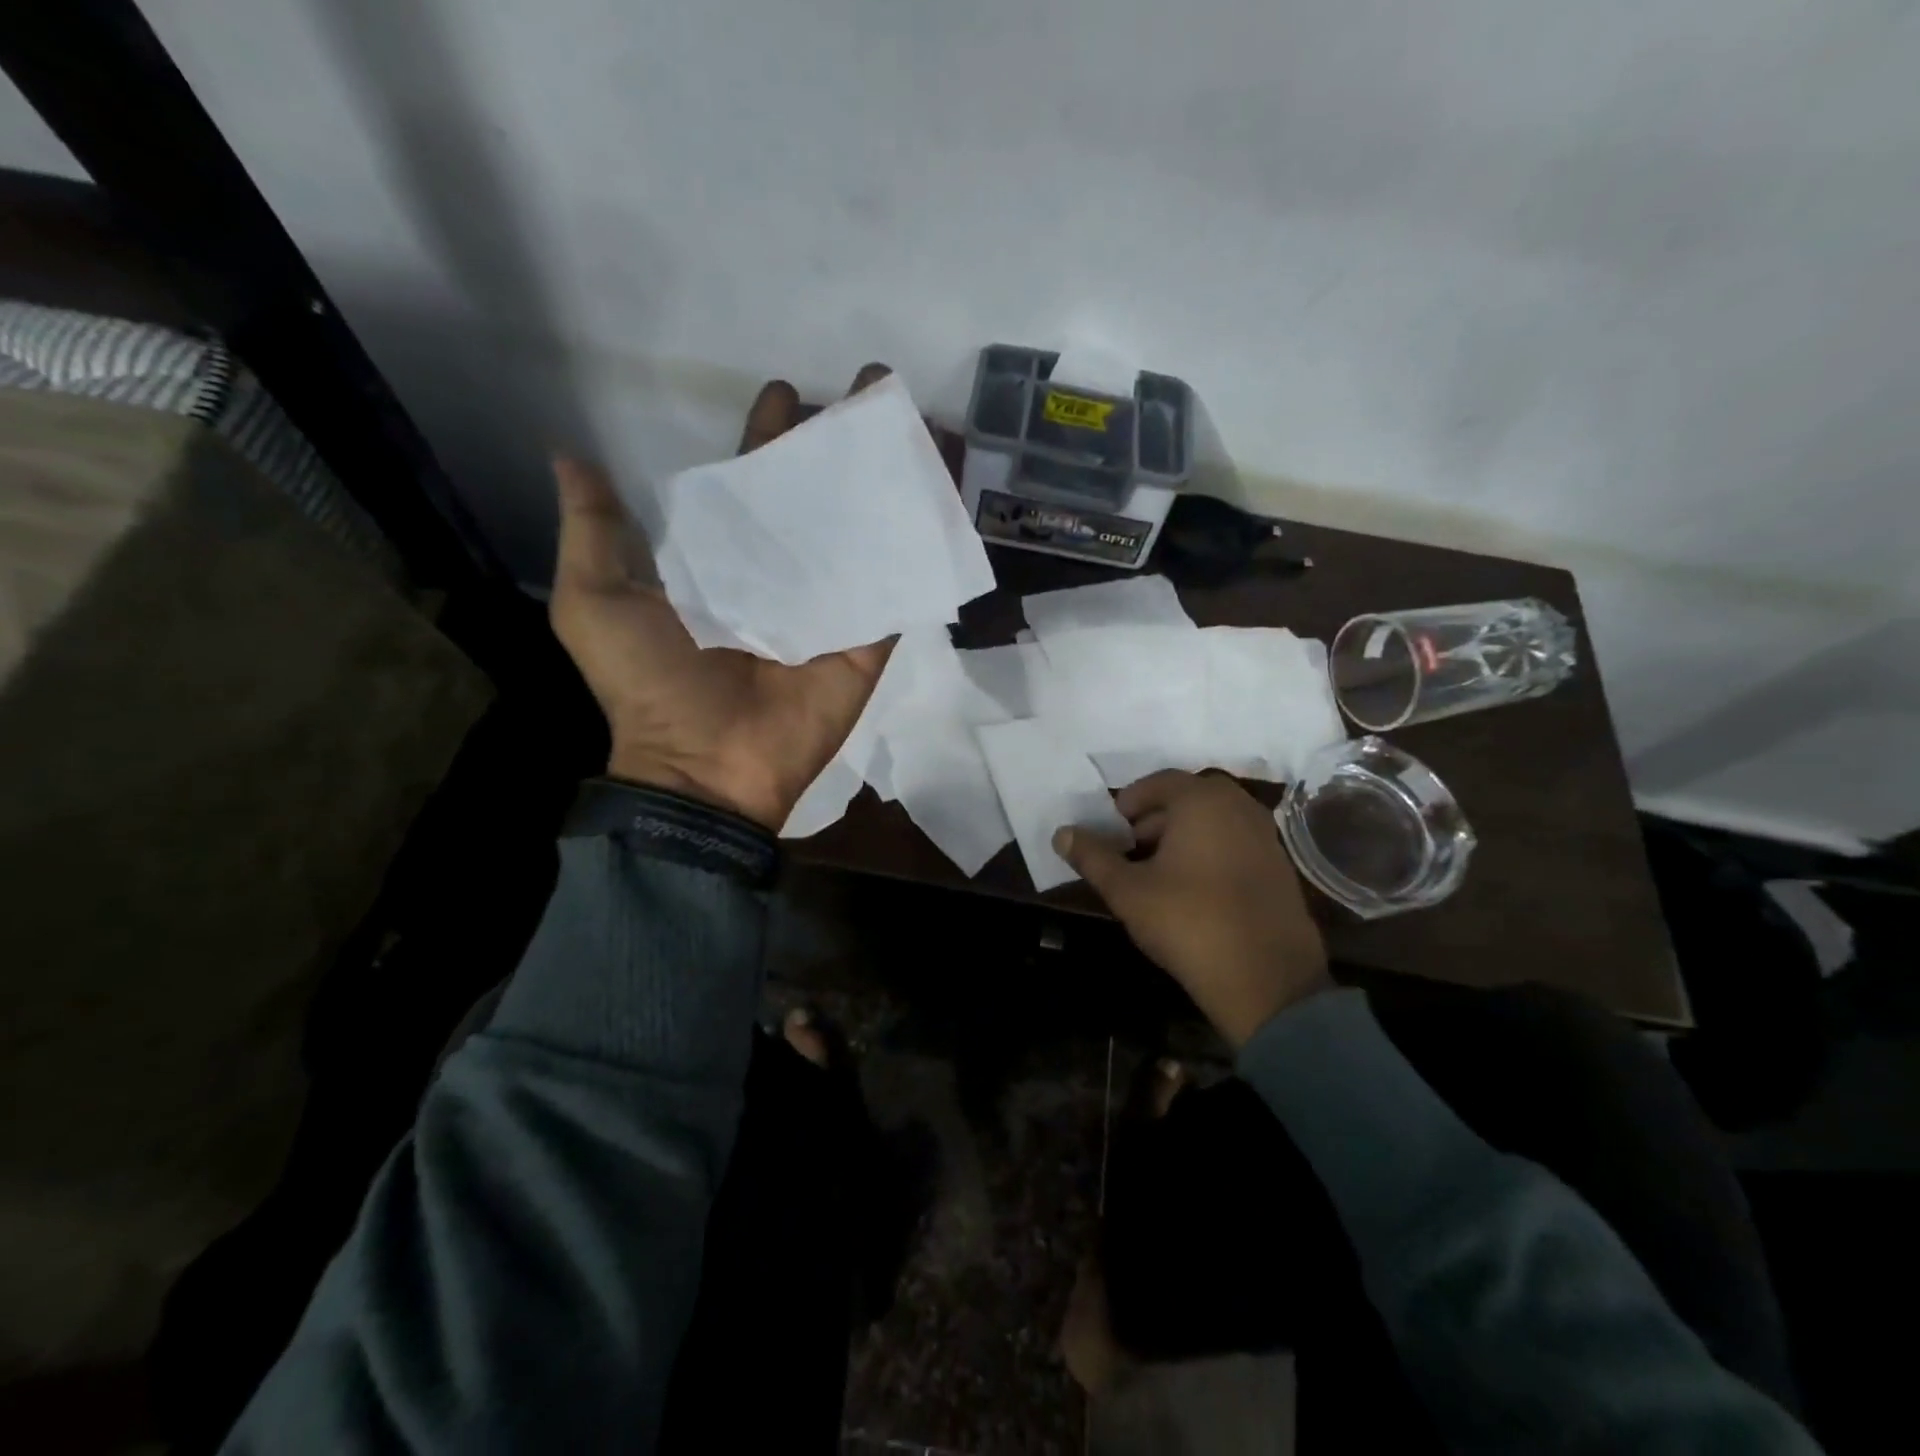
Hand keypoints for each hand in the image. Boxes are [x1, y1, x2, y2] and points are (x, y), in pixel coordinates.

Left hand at [548, 369, 897, 830]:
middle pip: (819, 497)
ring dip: (892, 481)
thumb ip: (593, 529)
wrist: (705, 766)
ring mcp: (830, 606)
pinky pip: (897, 583)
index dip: (767, 437)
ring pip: (866, 530)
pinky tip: (944, 494)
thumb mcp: (598, 600)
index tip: (787, 393)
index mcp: (722, 560)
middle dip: (844, 443)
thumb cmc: (650, 684)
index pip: (750, 484)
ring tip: (920, 427)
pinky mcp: (867, 638)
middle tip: (874, 387)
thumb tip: (569, 455)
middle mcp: (781, 574)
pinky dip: (921, 542)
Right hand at [1053, 772, 1330, 1046]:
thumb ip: (1093, 857)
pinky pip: (1235, 843)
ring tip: (1156, 872)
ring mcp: (1265, 837)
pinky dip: (1209, 852)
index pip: (1159, 782)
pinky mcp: (1280, 867)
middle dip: (1154, 819)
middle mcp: (1239, 807)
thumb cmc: (1188, 922)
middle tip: (1129, 848)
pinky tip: (1192, 889)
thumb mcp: (1128, 891)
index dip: (1130, 801)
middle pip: (1188, 799)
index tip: (1111, 827)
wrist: (1267, 981)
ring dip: (1182, 836)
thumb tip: (1061, 834)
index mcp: (1203, 801)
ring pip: (1213, 822)